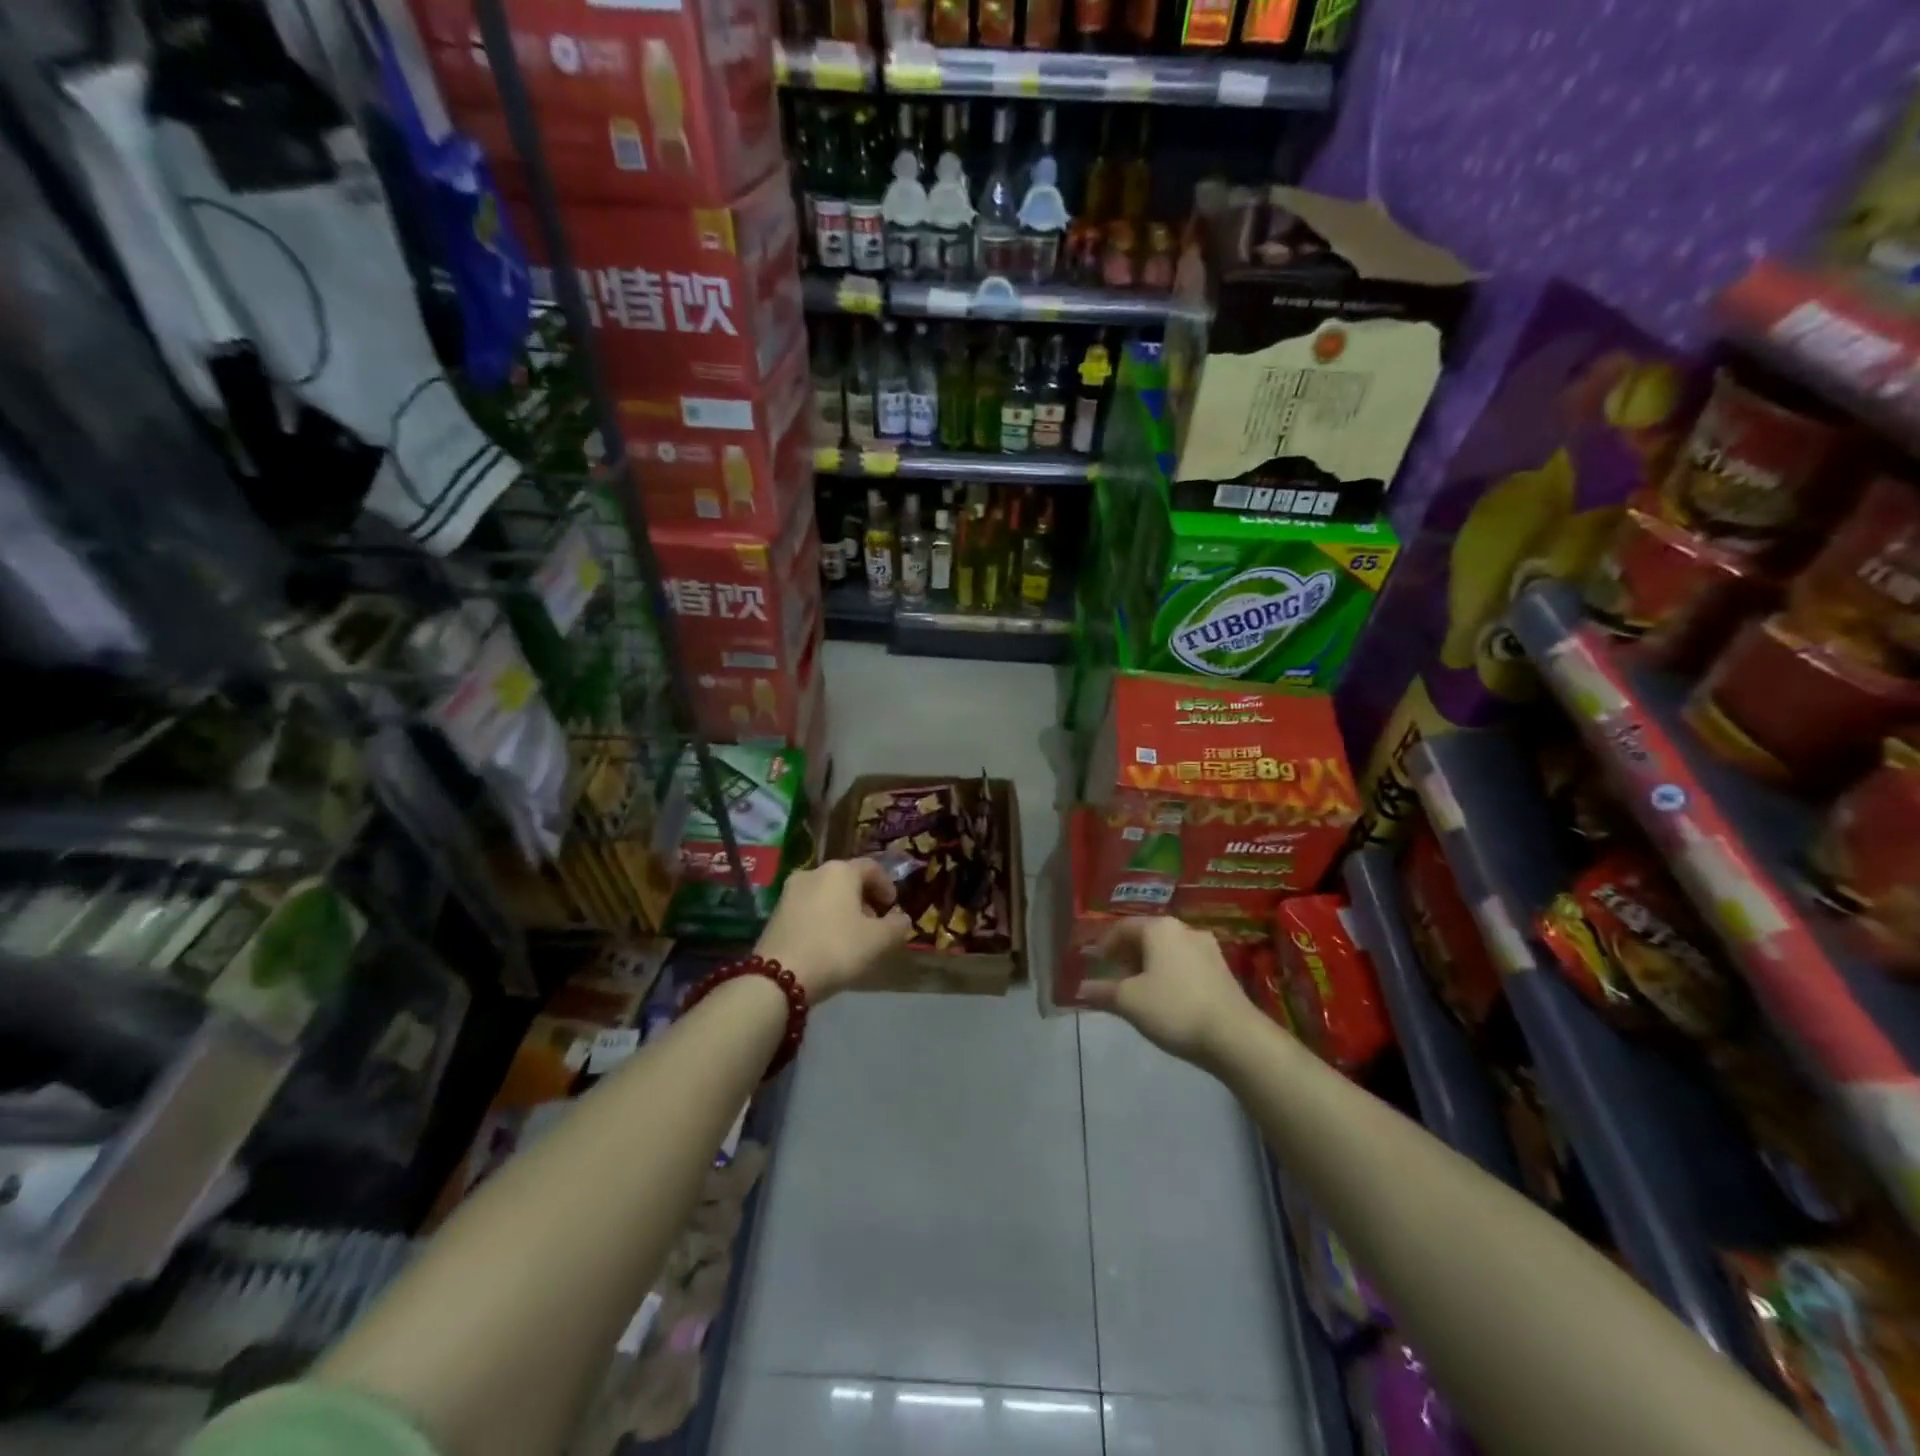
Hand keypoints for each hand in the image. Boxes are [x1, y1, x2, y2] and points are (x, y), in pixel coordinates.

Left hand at [755, 857, 913, 1001]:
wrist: (778, 977)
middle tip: (874, 924)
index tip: (893, 908)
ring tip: (851, 937)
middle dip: (864, 899)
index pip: (872, 868)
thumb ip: (897, 926)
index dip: (887, 886)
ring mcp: (790, 891)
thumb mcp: (878, 941)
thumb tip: (902, 919)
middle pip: (847, 880)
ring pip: (826, 894)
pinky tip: (827, 943)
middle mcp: (813, 872)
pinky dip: (823, 919)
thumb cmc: (836, 949)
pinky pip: (808, 908)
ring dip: (843, 910)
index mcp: (840, 871)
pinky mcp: (775, 913)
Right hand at [1078, 918, 1250, 1064]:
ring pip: (1168, 951)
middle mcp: (1184, 929)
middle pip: (1147, 936)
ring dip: (1149, 965)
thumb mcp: (1129, 1001)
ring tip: (1138, 990)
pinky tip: (1165, 998)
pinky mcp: (1222, 971)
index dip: (1104, 943)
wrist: (1235, 1037)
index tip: (1095, 962)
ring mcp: (1208, 949)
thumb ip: (1102, 992)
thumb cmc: (1174, 1008)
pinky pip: (1185, 964)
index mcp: (1160, 928)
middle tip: (1114, 976)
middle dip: (1127, 955)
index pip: (1123, 927)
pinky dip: (1169, 974)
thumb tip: (1081, 989)